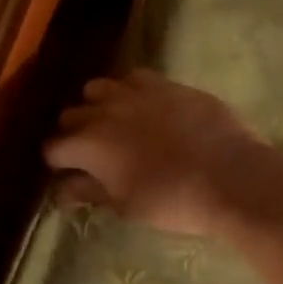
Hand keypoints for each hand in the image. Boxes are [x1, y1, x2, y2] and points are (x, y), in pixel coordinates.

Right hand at [43, 71, 264, 235]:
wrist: (230, 177)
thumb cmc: (172, 201)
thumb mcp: (125, 205)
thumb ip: (90, 192)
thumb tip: (63, 190)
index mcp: (88, 145)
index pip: (52, 148)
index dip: (57, 163)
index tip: (69, 175)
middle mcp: (104, 111)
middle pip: (70, 115)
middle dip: (74, 133)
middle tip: (92, 155)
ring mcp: (136, 92)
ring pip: (98, 88)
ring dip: (98, 106)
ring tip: (115, 125)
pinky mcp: (167, 84)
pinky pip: (135, 78)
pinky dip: (131, 91)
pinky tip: (146, 108)